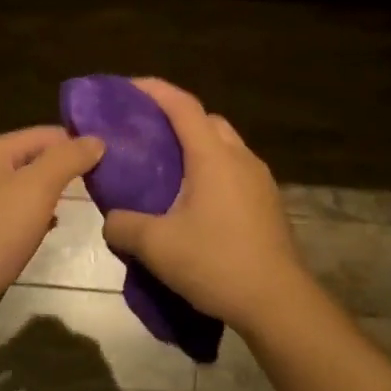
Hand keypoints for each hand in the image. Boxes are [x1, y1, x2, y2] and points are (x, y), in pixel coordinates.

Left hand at [0, 126, 105, 324]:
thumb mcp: (35, 190)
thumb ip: (67, 160)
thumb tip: (96, 139)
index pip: (45, 134)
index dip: (79, 145)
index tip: (113, 163)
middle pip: (32, 159)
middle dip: (65, 171)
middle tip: (103, 187)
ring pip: (22, 190)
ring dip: (50, 197)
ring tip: (82, 208)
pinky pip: (10, 216)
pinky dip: (32, 220)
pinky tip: (47, 233)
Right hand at [100, 79, 309, 330]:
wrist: (278, 303)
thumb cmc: (216, 263)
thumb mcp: (155, 246)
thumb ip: (123, 225)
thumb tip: (112, 221)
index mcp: (213, 157)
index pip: (182, 106)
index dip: (154, 90)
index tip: (127, 87)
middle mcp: (241, 158)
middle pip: (206, 121)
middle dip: (176, 118)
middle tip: (145, 134)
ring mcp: (260, 181)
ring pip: (224, 147)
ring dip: (196, 147)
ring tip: (166, 170)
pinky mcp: (268, 205)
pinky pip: (235, 172)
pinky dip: (211, 172)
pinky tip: (194, 203)